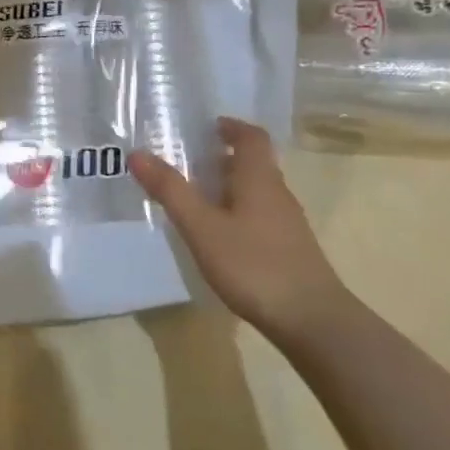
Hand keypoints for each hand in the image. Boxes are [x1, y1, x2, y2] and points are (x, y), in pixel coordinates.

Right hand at [130, 117, 349, 339]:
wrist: (313, 322)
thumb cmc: (253, 265)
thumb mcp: (201, 227)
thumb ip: (170, 190)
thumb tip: (137, 153)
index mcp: (259, 179)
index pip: (251, 137)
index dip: (230, 127)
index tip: (205, 127)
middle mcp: (277, 194)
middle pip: (253, 163)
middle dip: (221, 156)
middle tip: (186, 160)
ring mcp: (287, 224)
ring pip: (256, 190)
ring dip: (228, 185)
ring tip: (194, 196)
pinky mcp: (289, 249)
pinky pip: (259, 215)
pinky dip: (236, 211)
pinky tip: (217, 234)